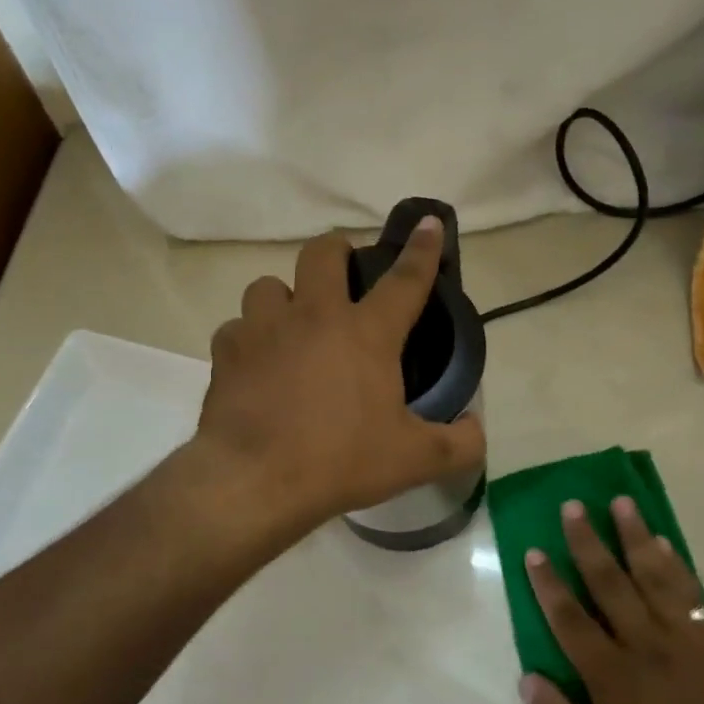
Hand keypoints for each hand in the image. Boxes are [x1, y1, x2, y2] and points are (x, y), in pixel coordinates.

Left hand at [191, 218, 485, 548]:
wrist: (254, 481)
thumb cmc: (340, 461)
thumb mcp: (413, 460)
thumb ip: (458, 445)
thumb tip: (477, 432)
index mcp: (366, 333)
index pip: (405, 279)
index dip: (422, 249)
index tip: (428, 222)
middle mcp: (314, 316)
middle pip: (322, 252)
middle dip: (336, 252)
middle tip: (341, 275)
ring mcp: (263, 329)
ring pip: (268, 284)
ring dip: (283, 298)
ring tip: (290, 325)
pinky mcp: (226, 352)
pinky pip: (236, 328)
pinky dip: (247, 340)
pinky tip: (255, 364)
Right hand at [521, 498, 703, 703]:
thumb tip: (527, 679)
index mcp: (612, 677)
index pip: (570, 619)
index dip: (549, 584)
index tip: (534, 551)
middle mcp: (644, 645)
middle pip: (609, 583)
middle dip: (587, 542)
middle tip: (572, 505)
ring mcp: (683, 639)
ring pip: (652, 575)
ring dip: (634, 536)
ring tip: (621, 502)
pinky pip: (690, 592)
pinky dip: (675, 564)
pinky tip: (663, 542)